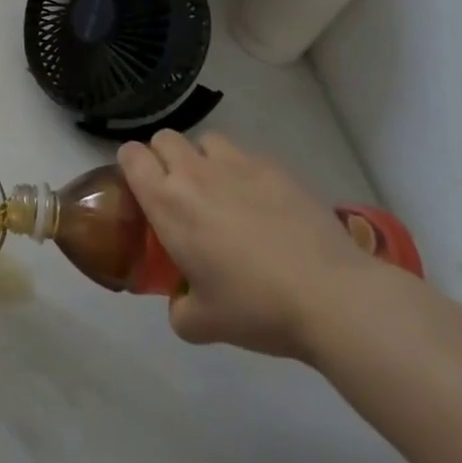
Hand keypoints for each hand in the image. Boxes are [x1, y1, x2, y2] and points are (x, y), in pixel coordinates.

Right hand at [118, 130, 379, 360]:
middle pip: (164, 138)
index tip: (142, 189)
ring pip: (206, 140)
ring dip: (204, 159)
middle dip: (165, 158)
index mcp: (167, 202)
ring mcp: (237, 165)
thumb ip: (180, 310)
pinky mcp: (275, 168)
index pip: (131, 154)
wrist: (330, 296)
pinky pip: (247, 156)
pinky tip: (264, 204)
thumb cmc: (256, 307)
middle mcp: (194, 173)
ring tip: (222, 191)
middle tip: (180, 193)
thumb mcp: (205, 325)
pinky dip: (245, 172)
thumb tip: (182, 305)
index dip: (131, 166)